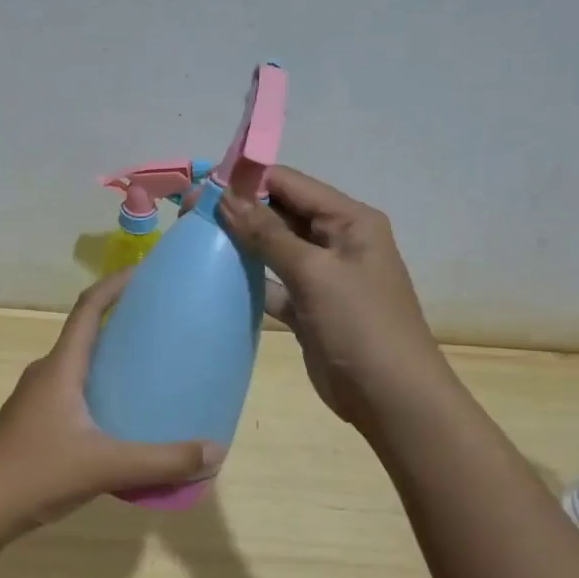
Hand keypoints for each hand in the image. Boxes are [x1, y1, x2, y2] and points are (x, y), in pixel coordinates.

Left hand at [0, 270, 224, 540]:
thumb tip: (215, 450)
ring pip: (77, 368)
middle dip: (120, 324)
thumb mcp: (105, 467)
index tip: (145, 272)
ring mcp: (33, 401)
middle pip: (85, 335)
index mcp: (60, 369)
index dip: (115, 284)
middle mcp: (45, 375)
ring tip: (147, 372)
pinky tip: (119, 420)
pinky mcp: (31, 425)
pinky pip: (71, 394)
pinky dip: (98, 392)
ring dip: (108, 362)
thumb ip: (161, 462)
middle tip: (161, 327)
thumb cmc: (35, 474)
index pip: (87, 309)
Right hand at [219, 166, 445, 433]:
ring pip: (274, 247)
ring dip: (241, 242)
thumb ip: (268, 233)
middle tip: (189, 213)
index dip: (248, 180)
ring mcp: (323, 276)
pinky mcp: (308, 307)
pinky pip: (273, 282)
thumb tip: (225, 196)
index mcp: (350, 220)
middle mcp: (337, 240)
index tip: (202, 185)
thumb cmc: (359, 324)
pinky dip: (249, 278)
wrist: (389, 397)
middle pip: (281, 213)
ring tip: (195, 237)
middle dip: (239, 210)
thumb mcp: (315, 272)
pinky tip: (216, 276)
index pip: (292, 184)